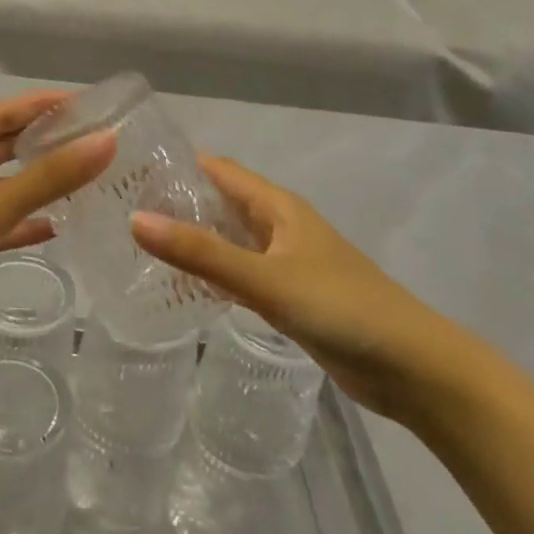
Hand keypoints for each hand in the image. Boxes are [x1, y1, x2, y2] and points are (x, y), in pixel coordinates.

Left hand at [0, 91, 115, 319]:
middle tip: (88, 140)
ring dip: (31, 184)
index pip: (1, 113)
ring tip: (78, 180)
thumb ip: (50, 177)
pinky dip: (17, 222)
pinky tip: (51, 228)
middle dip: (40, 143)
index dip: (42, 106)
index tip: (85, 104)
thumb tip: (107, 142)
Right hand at [131, 156, 475, 421]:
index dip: (178, 166)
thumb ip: (201, 252)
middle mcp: (280, 226)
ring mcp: (286, 262)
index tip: (130, 171)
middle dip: (178, 204)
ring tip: (140, 246)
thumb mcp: (265, 278)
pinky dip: (213, 274)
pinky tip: (183, 287)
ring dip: (194, 240)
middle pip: (222, 203)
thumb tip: (136, 220)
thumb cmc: (341, 307)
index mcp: (279, 207)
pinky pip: (240, 274)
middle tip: (122, 211)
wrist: (410, 367)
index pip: (219, 170)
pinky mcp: (289, 297)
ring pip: (230, 240)